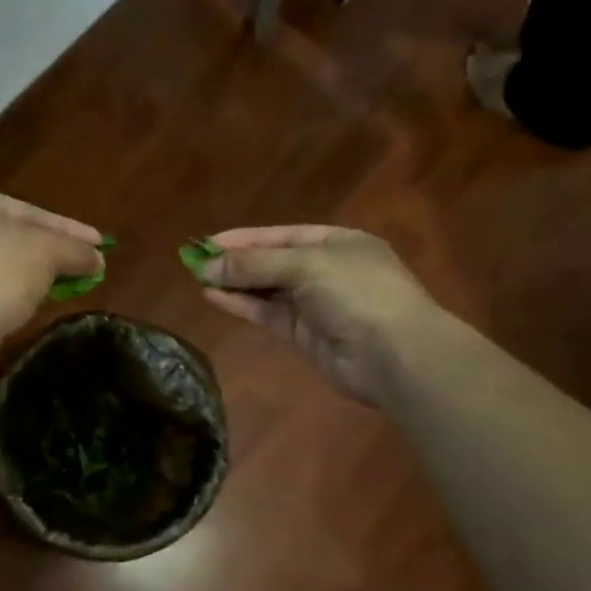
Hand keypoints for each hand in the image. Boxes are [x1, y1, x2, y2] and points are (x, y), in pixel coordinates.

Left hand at [0, 190, 103, 344]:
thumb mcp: (47, 253)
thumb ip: (76, 251)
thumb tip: (97, 259)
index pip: (32, 212)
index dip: (71, 229)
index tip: (101, 244)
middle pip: (17, 237)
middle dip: (54, 252)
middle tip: (88, 265)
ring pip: (4, 265)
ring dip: (35, 275)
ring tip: (68, 286)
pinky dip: (14, 294)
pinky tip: (33, 305)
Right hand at [193, 225, 438, 404]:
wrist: (395, 355)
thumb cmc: (357, 293)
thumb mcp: (305, 265)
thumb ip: (255, 265)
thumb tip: (207, 266)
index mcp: (336, 243)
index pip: (281, 235)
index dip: (244, 238)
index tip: (207, 242)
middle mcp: (325, 270)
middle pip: (272, 262)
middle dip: (236, 262)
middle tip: (195, 262)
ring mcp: (315, 304)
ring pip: (266, 289)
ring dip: (235, 283)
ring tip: (198, 278)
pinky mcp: (304, 335)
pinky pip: (267, 314)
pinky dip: (242, 305)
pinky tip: (214, 297)